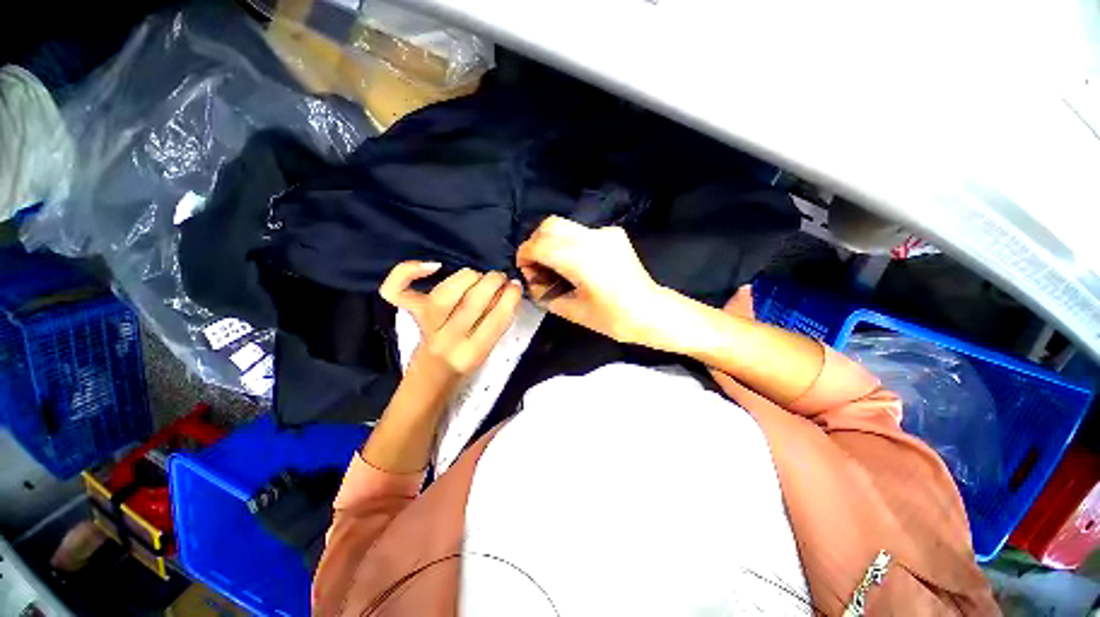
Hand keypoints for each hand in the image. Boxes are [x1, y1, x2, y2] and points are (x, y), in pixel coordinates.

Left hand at [380, 262, 521, 381]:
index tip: (516, 286)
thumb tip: (509, 289)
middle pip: (470, 303)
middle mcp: (446, 340)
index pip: (495, 321)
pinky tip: (434, 266)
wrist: (433, 373)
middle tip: (501, 278)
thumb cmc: (467, 361)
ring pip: (444, 293)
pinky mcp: (411, 314)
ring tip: (480, 276)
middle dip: (492, 282)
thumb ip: (498, 321)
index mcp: (471, 353)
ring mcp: (425, 326)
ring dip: (469, 276)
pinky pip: (396, 291)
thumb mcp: (489, 349)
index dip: (509, 298)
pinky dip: (408, 271)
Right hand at [516, 216, 670, 343]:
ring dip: (551, 242)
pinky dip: (568, 243)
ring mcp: (605, 233)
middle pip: (549, 226)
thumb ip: (544, 294)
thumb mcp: (571, 311)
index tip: (525, 270)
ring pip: (564, 225)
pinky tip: (575, 263)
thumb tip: (532, 281)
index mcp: (581, 259)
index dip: (525, 255)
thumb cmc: (613, 319)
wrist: (651, 312)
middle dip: (535, 244)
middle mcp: (592, 238)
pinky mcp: (614, 234)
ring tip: (553, 265)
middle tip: (536, 267)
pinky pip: (581, 232)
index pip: (540, 245)